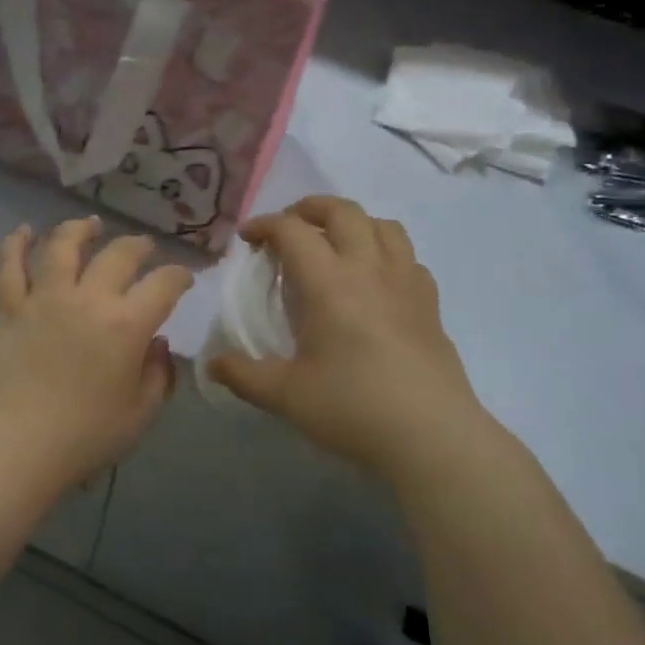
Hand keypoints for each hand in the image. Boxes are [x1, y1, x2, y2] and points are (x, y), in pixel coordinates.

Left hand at [0, 217, 193, 493]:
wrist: (18, 448)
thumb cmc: (86, 437)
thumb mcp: (141, 414)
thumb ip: (158, 375)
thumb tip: (157, 345)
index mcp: (127, 324)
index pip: (164, 284)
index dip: (180, 276)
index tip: (184, 278)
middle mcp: (88, 299)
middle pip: (117, 254)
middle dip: (137, 246)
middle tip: (143, 247)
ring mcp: (44, 299)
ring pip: (62, 247)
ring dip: (79, 230)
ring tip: (89, 225)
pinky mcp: (9, 309)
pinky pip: (8, 266)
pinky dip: (15, 244)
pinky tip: (23, 232)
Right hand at [207, 197, 487, 486]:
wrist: (432, 435)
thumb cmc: (353, 408)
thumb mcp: (286, 395)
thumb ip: (243, 375)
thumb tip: (212, 365)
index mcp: (329, 283)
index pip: (292, 231)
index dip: (264, 225)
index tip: (247, 239)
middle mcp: (369, 268)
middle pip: (342, 211)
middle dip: (309, 208)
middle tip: (288, 229)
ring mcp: (406, 281)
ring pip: (382, 224)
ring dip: (352, 222)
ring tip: (334, 244)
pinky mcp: (430, 302)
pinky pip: (407, 256)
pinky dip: (384, 252)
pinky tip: (374, 280)